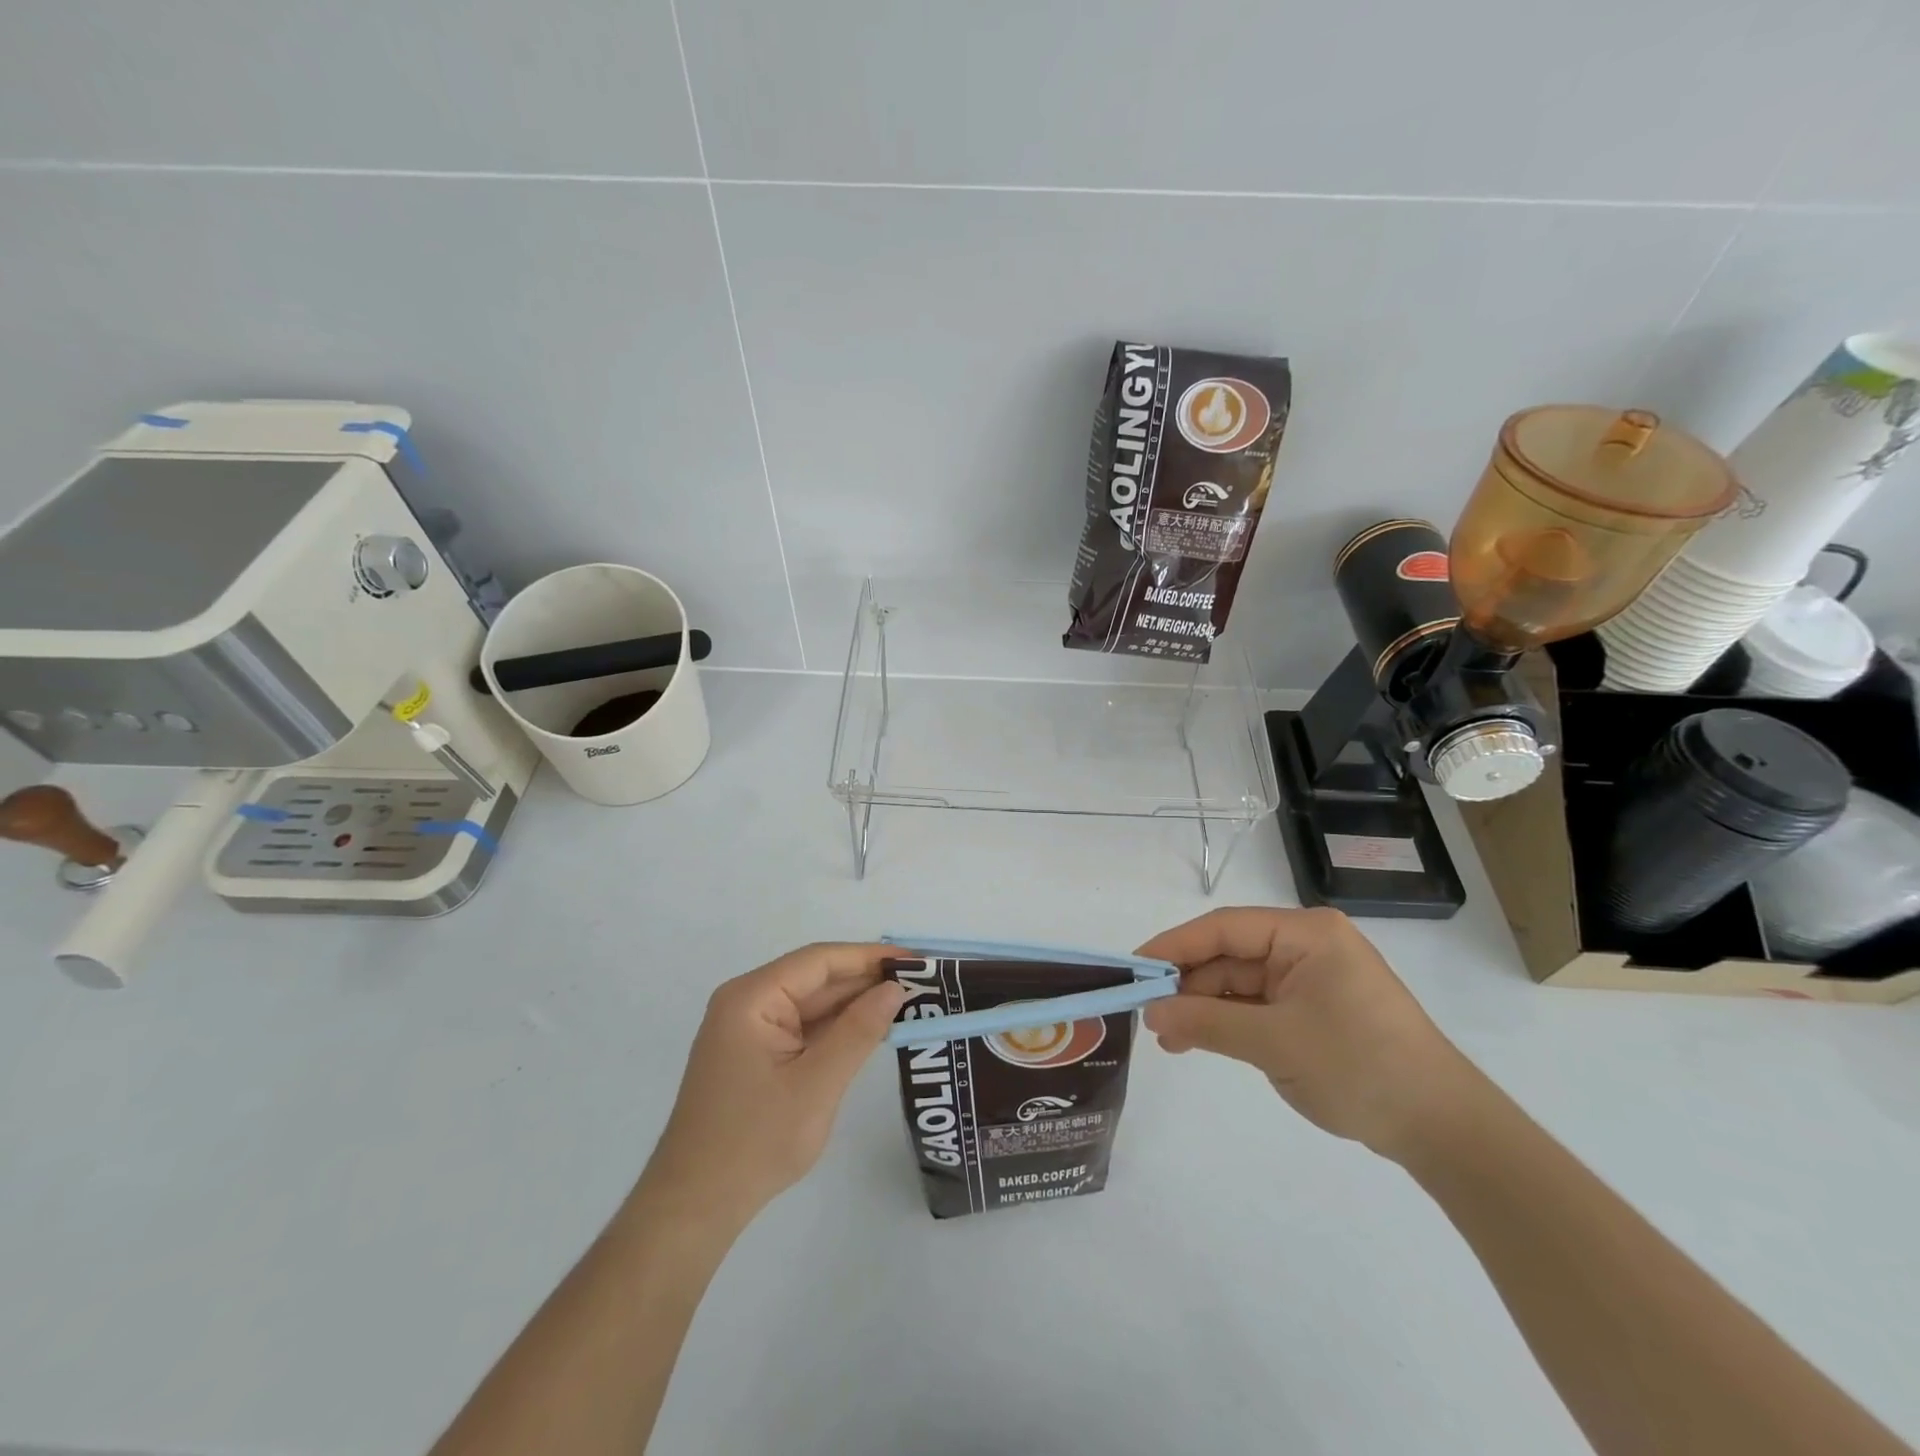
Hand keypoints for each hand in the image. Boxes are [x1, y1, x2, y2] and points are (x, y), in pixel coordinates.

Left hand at [638, 944, 905, 1224]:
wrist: (694, 1207)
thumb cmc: (755, 1142)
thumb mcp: (817, 1085)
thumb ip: (859, 1031)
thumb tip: (895, 989)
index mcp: (752, 997)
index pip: (820, 960)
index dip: (869, 956)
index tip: (915, 960)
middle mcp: (748, 1002)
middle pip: (816, 978)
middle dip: (866, 980)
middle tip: (922, 983)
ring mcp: (750, 1029)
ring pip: (812, 1003)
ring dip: (855, 1004)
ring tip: (908, 1002)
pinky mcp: (756, 1053)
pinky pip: (804, 1027)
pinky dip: (837, 1028)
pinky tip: (872, 1028)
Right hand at [1138, 907, 1479, 1162]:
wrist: (1443, 1129)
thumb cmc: (1359, 1067)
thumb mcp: (1274, 1042)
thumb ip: (1206, 1021)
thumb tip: (1151, 1012)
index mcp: (1305, 934)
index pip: (1223, 928)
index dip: (1174, 946)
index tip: (1134, 969)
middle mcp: (1306, 946)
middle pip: (1229, 955)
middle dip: (1188, 985)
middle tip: (1150, 1016)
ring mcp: (1311, 978)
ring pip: (1239, 982)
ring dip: (1205, 1008)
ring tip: (1171, 1040)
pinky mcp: (1314, 1009)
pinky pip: (1258, 1006)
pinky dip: (1228, 1022)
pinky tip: (1199, 1041)